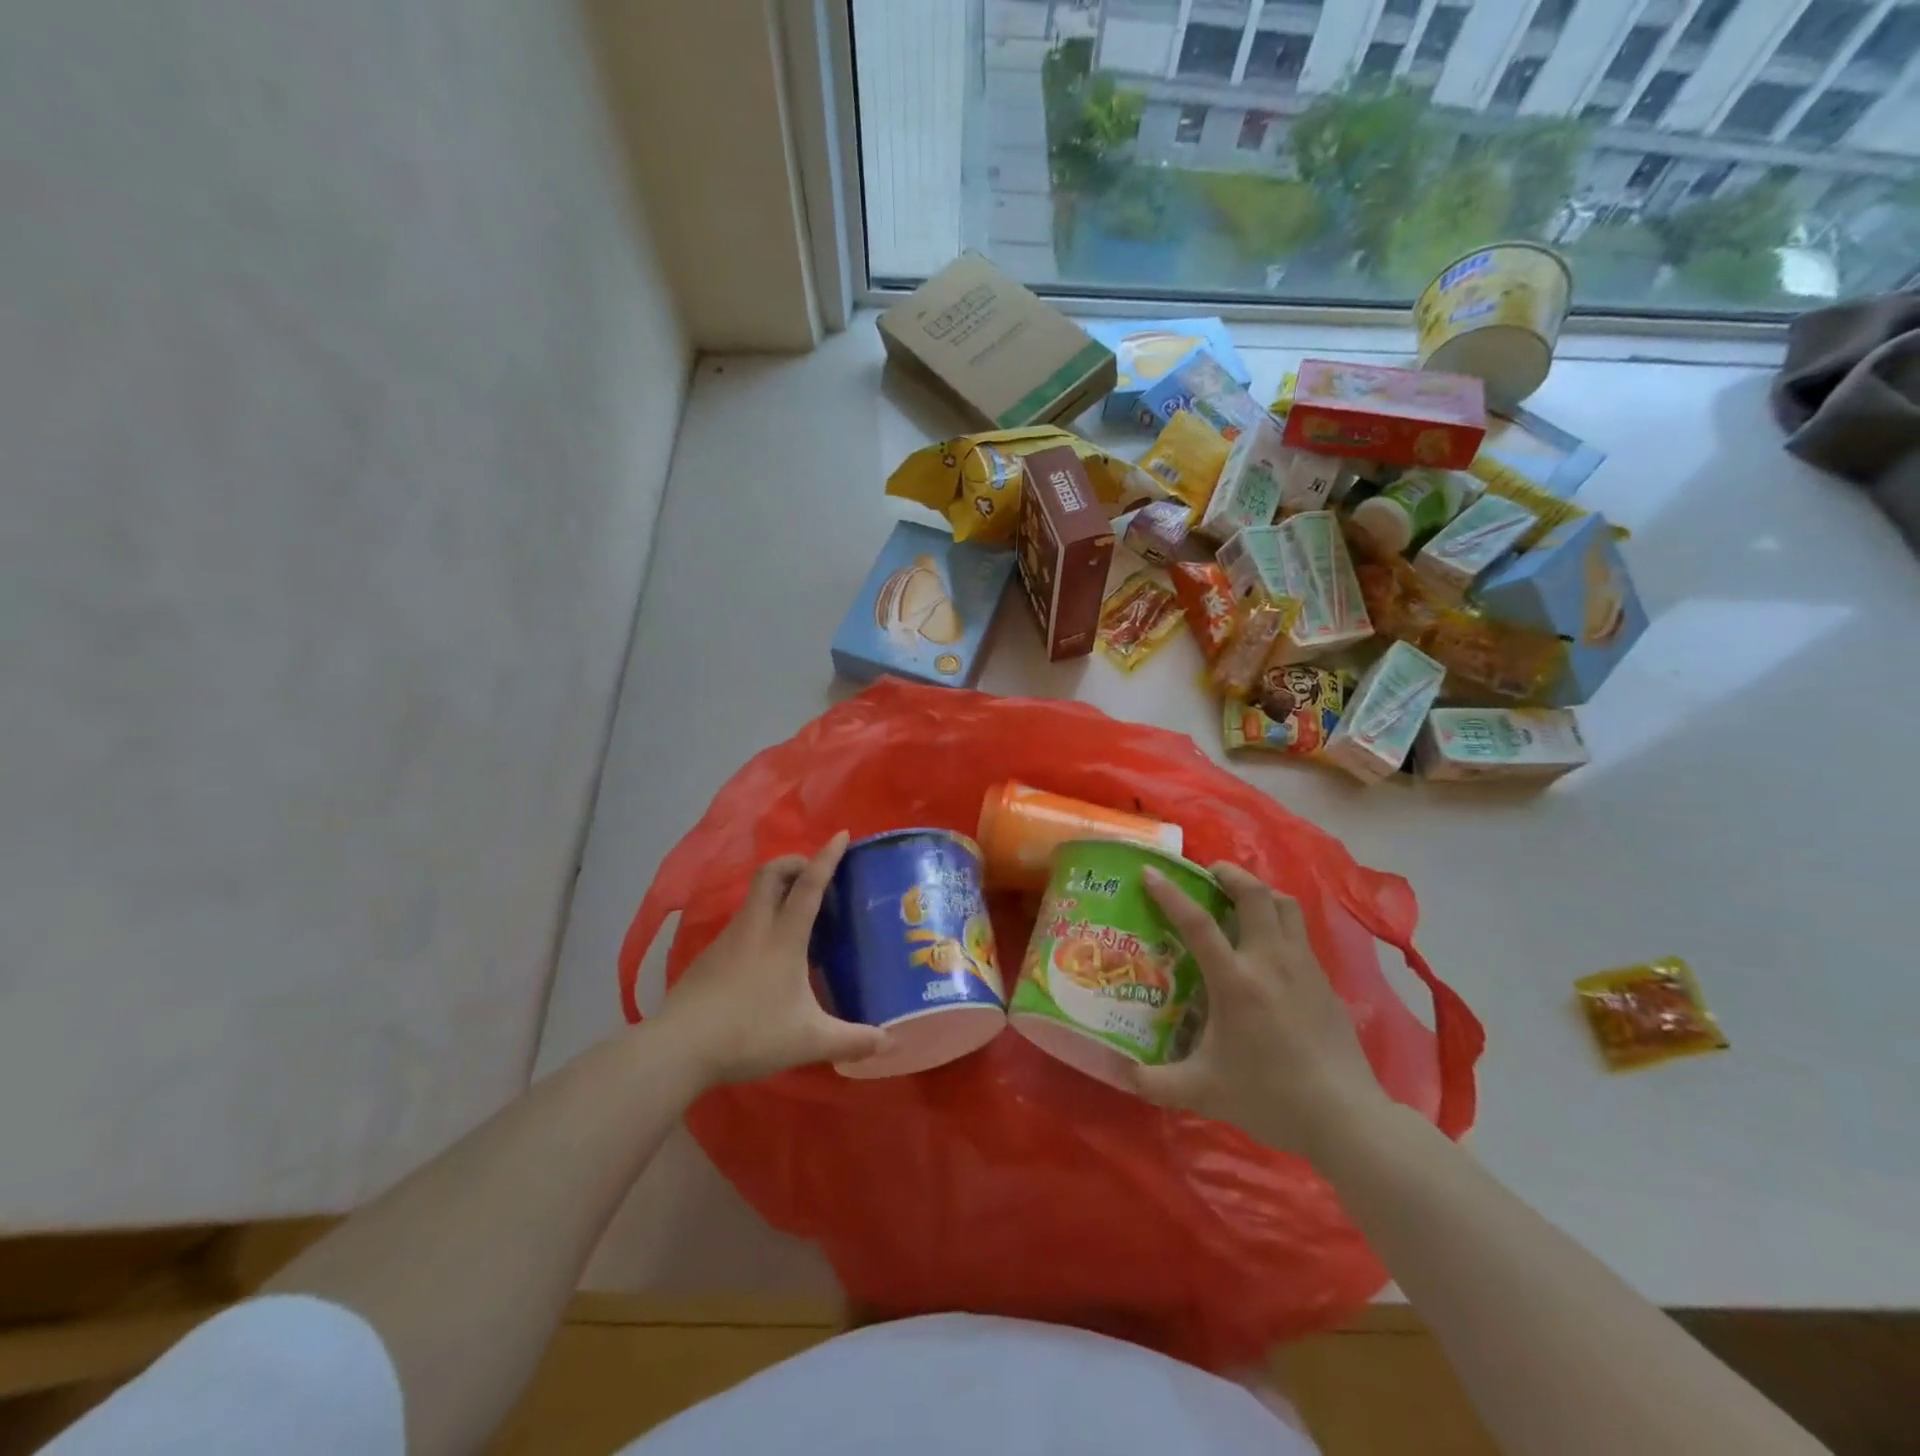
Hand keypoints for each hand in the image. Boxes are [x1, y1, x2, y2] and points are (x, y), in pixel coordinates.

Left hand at [656, 832, 887, 1087]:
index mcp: (784, 938)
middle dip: (795, 862)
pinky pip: (742, 922)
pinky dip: (760, 919)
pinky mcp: (709, 956)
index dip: (827, 857)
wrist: (678, 1048)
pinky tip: (767, 953)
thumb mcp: (809, 1040)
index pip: (809, 885)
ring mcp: (727, 939)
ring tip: (798, 916)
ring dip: (777, 891)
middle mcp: (755, 927)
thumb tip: (890, 1043)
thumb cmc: (749, 1034)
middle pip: (771, 873)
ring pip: (754, 896)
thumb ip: (851, 1040)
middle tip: (815, 875)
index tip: (841, 834)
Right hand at [1130, 863, 1391, 1160]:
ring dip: (1259, 891)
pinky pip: (1299, 932)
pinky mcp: (1325, 981)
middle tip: (1207, 874)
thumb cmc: (1269, 1097)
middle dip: (1229, 873)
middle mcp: (1271, 962)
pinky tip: (1267, 946)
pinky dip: (1279, 920)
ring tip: (1240, 898)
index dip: (1170, 894)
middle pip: (1254, 894)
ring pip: (1285, 905)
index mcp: (1236, 982)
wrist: (1345, 1118)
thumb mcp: (1203, 1092)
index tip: (1150, 872)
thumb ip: (1155, 1081)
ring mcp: (1303, 967)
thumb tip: (1118, 1073)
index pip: (1198, 924)